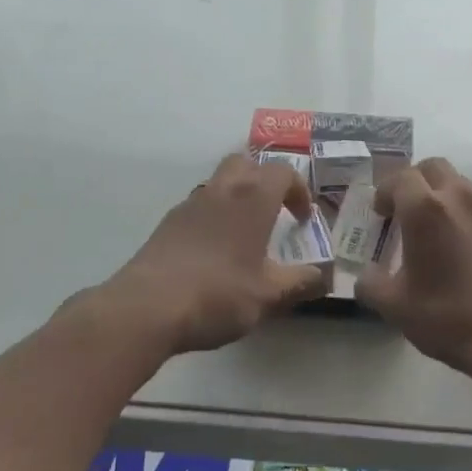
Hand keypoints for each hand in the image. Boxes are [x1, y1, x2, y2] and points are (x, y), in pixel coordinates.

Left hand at [109, 154, 328, 354]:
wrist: (146, 307)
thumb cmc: (218, 294)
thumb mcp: (269, 296)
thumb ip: (301, 283)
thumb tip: (325, 277)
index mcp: (253, 198)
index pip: (283, 172)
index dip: (298, 191)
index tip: (303, 219)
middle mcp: (222, 190)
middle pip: (246, 163)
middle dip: (264, 181)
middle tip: (274, 212)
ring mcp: (190, 204)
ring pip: (219, 182)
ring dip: (237, 197)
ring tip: (244, 234)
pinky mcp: (167, 223)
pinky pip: (199, 206)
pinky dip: (213, 216)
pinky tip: (213, 252)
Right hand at [355, 157, 471, 378]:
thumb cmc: (448, 317)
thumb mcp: (395, 306)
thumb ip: (371, 283)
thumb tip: (367, 274)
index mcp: (424, 209)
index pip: (399, 178)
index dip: (385, 192)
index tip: (380, 215)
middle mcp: (458, 197)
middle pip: (432, 168)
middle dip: (413, 182)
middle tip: (404, 212)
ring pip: (458, 183)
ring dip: (440, 195)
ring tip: (433, 230)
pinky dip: (462, 211)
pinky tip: (460, 246)